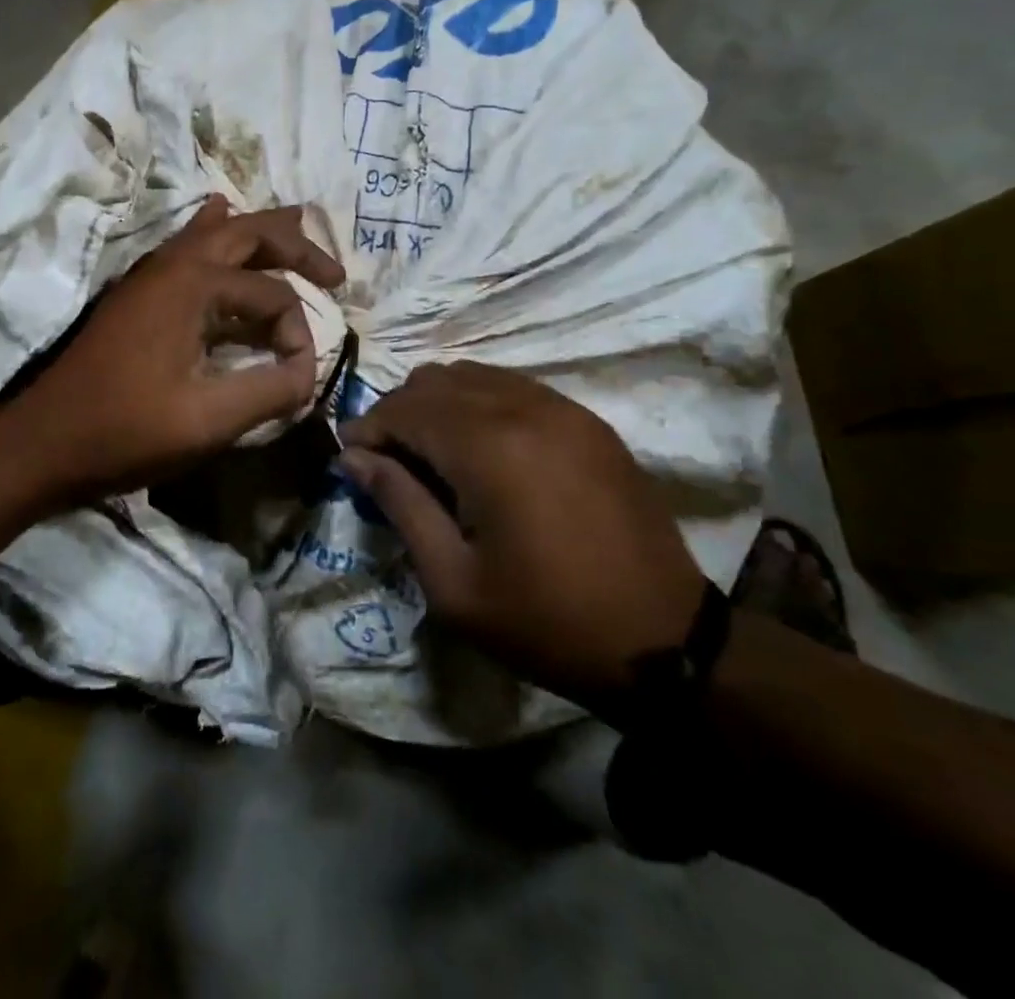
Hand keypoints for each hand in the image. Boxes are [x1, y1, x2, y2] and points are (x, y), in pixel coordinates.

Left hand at [1, 197, 343, 506]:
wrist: (43, 443)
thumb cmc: (124, 431)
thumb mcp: (208, 420)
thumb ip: (271, 391)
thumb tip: (309, 372)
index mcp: (192, 283)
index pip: (272, 294)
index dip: (297, 334)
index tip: (298, 378)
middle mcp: (173, 262)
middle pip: (248, 231)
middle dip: (296, 246)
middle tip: (336, 273)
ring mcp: (151, 273)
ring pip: (217, 232)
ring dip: (260, 236)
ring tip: (297, 239)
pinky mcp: (139, 293)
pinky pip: (189, 247)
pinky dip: (218, 236)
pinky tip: (222, 224)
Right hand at [338, 362, 706, 704]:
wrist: (663, 641)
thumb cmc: (545, 621)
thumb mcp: (453, 581)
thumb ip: (399, 504)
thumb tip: (354, 457)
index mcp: (487, 446)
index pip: (404, 407)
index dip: (368, 427)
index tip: (351, 458)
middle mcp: (523, 408)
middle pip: (435, 379)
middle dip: (399, 412)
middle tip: (390, 462)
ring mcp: (562, 408)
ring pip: (474, 374)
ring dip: (439, 404)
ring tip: (433, 454)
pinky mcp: (588, 420)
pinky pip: (515, 387)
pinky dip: (481, 403)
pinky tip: (483, 449)